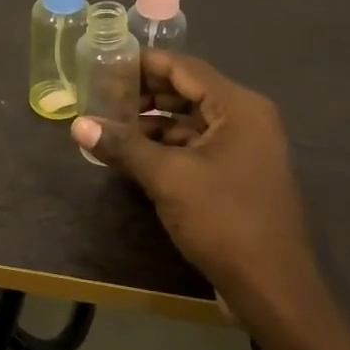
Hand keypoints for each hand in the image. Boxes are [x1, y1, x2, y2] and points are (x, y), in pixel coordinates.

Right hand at [71, 52, 333, 333]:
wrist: (271, 286)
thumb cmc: (224, 220)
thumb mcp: (168, 178)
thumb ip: (124, 146)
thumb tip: (78, 124)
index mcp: (239, 107)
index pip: (185, 68)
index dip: (144, 63)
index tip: (105, 62)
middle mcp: (246, 120)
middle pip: (188, 92)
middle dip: (145, 93)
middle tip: (101, 94)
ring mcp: (244, 149)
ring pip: (190, 122)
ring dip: (153, 122)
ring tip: (110, 124)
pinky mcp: (237, 175)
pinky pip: (197, 147)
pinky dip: (166, 147)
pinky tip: (133, 155)